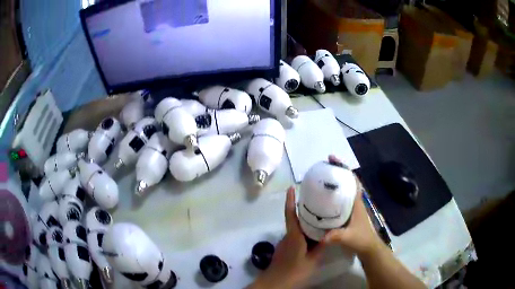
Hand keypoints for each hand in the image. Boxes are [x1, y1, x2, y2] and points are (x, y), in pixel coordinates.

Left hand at [249, 187, 324, 288]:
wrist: (276, 282)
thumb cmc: (294, 271)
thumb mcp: (312, 260)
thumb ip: (320, 247)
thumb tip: (329, 235)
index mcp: (294, 235)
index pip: (290, 214)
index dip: (290, 200)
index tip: (291, 187)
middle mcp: (288, 236)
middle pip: (295, 219)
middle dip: (303, 210)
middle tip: (317, 202)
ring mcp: (285, 242)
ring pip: (296, 228)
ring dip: (305, 222)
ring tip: (320, 217)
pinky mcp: (285, 248)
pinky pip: (295, 235)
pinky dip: (303, 232)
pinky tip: (313, 236)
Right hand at [324, 155, 382, 257]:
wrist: (369, 248)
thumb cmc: (362, 240)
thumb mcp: (349, 237)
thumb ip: (337, 236)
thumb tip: (323, 236)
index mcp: (357, 203)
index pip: (353, 181)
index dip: (344, 169)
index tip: (333, 159)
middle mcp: (355, 202)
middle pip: (348, 182)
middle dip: (338, 172)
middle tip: (323, 167)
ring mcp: (353, 208)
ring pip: (345, 191)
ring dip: (336, 183)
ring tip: (321, 179)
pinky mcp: (349, 214)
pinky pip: (341, 200)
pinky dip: (334, 195)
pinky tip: (324, 199)